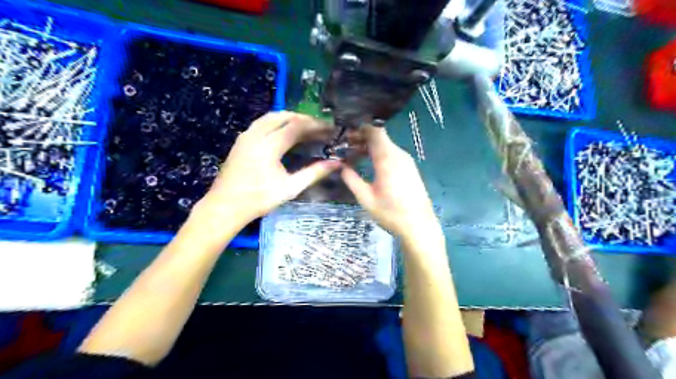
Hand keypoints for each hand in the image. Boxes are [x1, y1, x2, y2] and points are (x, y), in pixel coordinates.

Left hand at [192, 113, 339, 228]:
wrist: (225, 206)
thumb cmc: (259, 199)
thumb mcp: (290, 188)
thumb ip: (314, 173)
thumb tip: (336, 164)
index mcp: (269, 145)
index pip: (296, 126)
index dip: (314, 125)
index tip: (329, 128)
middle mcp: (256, 135)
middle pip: (283, 116)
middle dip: (303, 118)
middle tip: (318, 127)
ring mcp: (246, 136)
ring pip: (270, 117)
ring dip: (289, 118)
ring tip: (304, 127)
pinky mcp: (241, 141)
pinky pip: (261, 123)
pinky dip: (276, 122)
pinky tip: (283, 133)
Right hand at [342, 127, 441, 241]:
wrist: (419, 226)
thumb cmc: (391, 213)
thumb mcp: (366, 198)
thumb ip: (351, 179)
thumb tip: (341, 167)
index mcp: (388, 158)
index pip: (375, 131)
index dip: (359, 129)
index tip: (345, 135)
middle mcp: (399, 154)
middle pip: (380, 137)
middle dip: (362, 139)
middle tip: (345, 147)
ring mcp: (407, 161)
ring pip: (386, 146)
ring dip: (370, 148)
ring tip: (354, 157)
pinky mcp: (410, 169)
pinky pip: (392, 154)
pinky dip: (379, 155)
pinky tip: (371, 165)